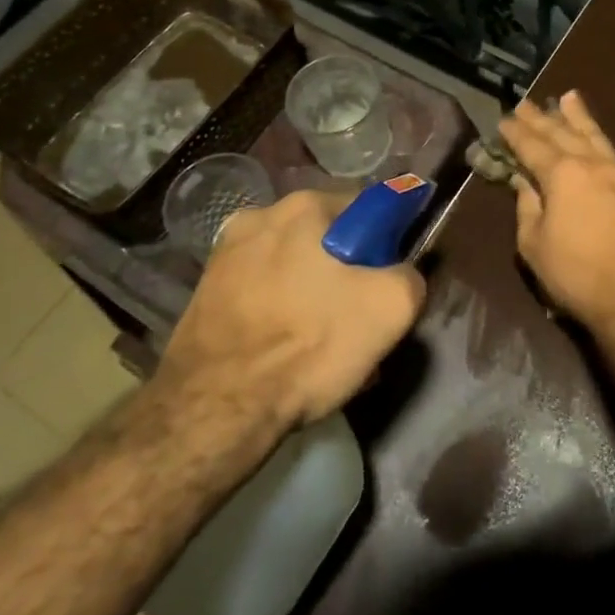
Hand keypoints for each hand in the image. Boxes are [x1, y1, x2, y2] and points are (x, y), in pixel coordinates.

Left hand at [158, 189, 425, 429]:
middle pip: (325, 239)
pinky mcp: (204, 291)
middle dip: (345, 272)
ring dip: (310, 294)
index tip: (385, 284)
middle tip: (355, 320)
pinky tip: (284, 352)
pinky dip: (277, 313)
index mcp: (304, 205)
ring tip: (318, 345)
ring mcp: (225, 253)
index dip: (384, 246)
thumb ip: (410, 275)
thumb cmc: (308, 345)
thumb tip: (402, 274)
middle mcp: (260, 215)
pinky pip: (260, 292)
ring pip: (291, 267)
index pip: (366, 209)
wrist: (214, 408)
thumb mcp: (390, 308)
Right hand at [497, 91, 614, 333]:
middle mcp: (589, 163)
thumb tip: (524, 182)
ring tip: (567, 97)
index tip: (503, 119)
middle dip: (540, 117)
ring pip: (592, 135)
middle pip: (561, 133)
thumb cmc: (576, 274)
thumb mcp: (535, 244)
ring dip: (576, 116)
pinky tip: (593, 134)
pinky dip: (597, 134)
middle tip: (524, 102)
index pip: (532, 145)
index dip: (515, 133)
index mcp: (561, 174)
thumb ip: (527, 207)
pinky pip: (609, 149)